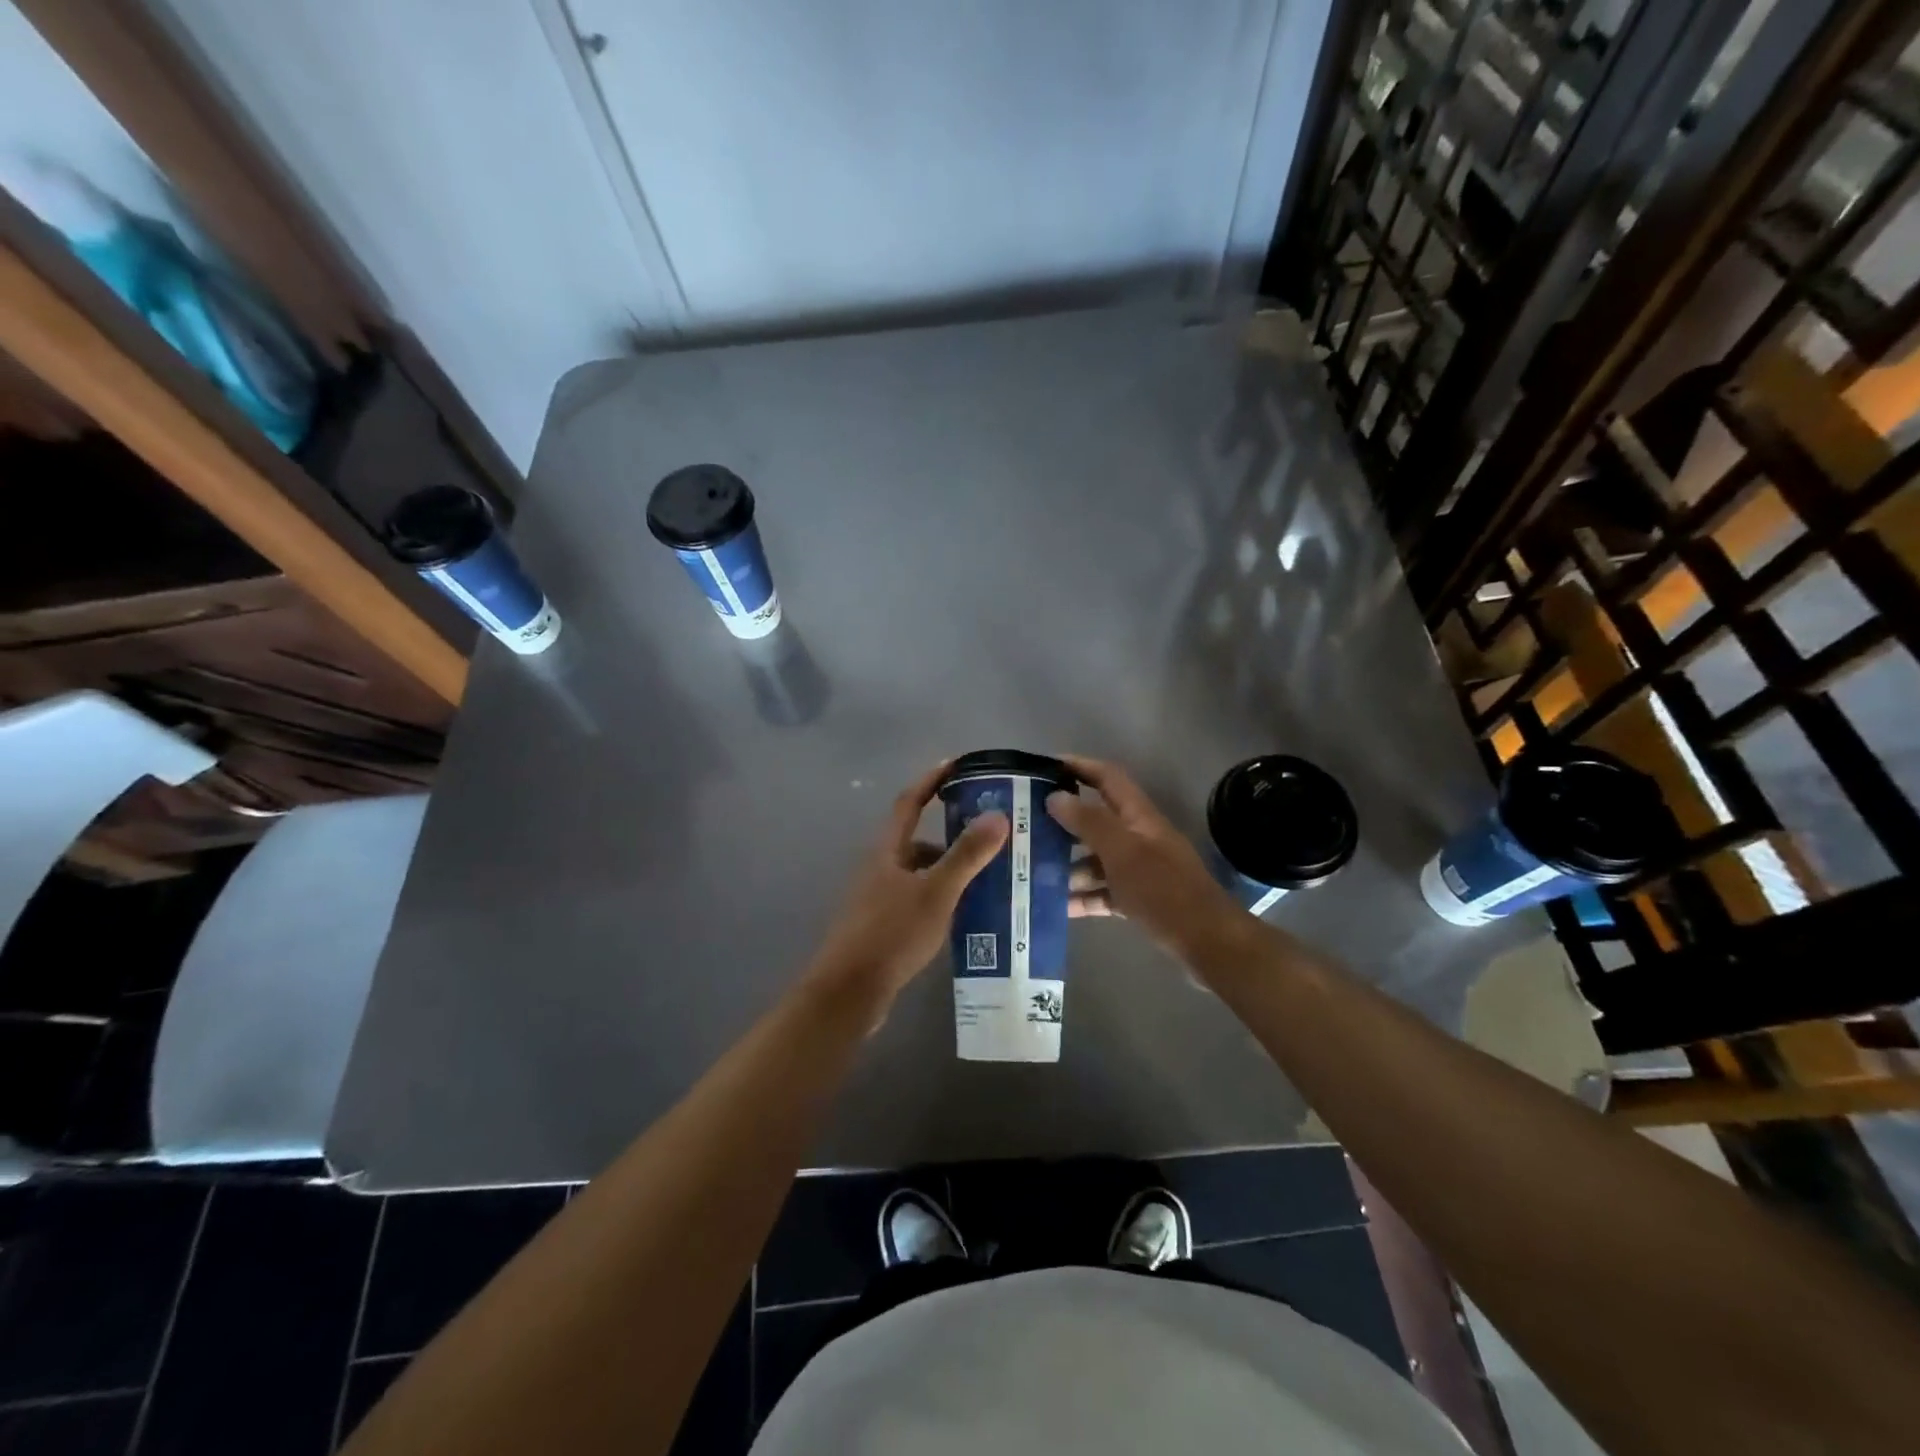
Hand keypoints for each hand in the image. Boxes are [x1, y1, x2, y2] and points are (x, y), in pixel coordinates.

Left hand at [803, 761, 1008, 1013]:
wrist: (849, 992)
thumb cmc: (891, 934)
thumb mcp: (936, 892)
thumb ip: (966, 855)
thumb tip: (997, 815)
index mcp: (887, 850)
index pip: (909, 802)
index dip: (931, 780)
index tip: (958, 764)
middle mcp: (880, 867)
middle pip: (917, 838)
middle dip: (952, 831)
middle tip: (990, 830)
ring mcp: (879, 897)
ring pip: (920, 871)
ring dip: (949, 867)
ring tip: (989, 874)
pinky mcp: (884, 925)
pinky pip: (919, 897)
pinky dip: (942, 895)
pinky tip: (965, 912)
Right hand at [1046, 755, 1244, 960]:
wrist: (1208, 943)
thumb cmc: (1164, 890)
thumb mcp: (1122, 852)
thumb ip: (1089, 822)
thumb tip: (1055, 796)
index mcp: (1139, 817)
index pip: (1107, 778)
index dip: (1079, 766)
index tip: (1044, 767)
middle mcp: (1138, 837)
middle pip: (1096, 819)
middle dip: (1062, 821)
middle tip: (1025, 826)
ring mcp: (1139, 870)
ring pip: (1096, 858)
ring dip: (1068, 864)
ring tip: (1033, 872)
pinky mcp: (1138, 899)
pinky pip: (1103, 892)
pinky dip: (1082, 897)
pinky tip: (1056, 907)